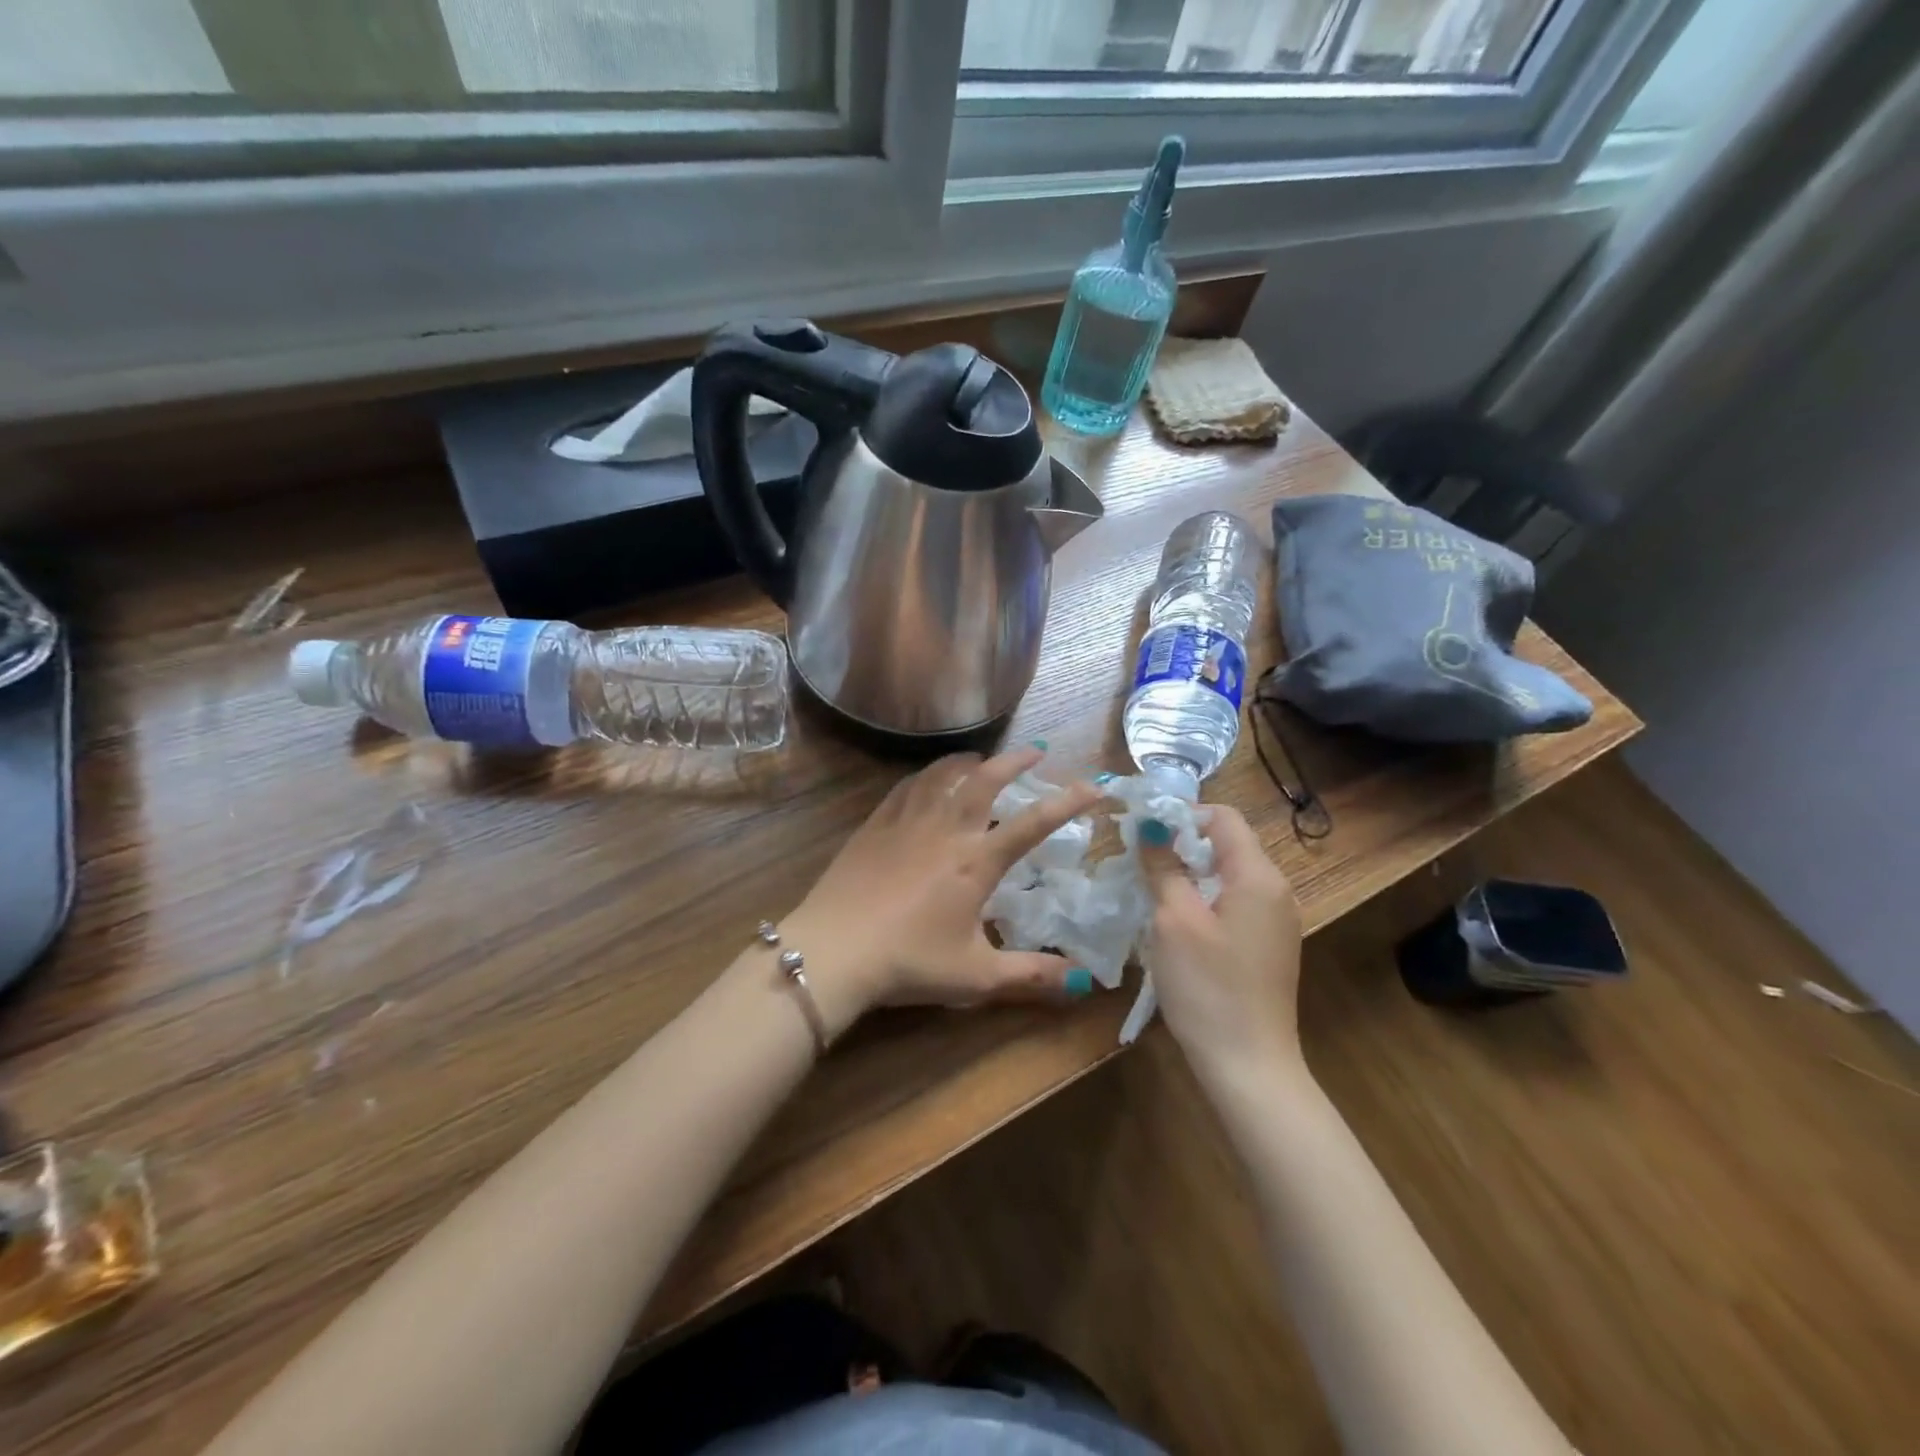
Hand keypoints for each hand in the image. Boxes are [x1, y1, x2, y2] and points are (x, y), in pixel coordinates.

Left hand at [783, 746, 1106, 1035]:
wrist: (833, 950)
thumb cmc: (909, 963)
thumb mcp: (976, 977)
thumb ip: (1031, 975)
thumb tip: (1082, 981)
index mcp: (976, 861)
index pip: (1034, 823)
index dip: (1069, 802)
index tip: (1095, 786)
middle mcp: (946, 830)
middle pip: (986, 779)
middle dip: (1016, 761)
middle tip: (1036, 751)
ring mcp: (907, 822)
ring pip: (943, 774)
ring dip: (969, 761)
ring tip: (982, 758)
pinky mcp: (875, 825)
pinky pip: (907, 787)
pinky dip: (927, 776)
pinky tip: (928, 780)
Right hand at [1138, 805, 1304, 1081]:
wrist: (1249, 1064)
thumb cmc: (1207, 986)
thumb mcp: (1174, 920)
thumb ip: (1163, 866)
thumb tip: (1151, 826)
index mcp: (1258, 876)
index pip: (1224, 818)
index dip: (1182, 815)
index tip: (1143, 832)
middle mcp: (1277, 891)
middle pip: (1228, 845)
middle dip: (1183, 845)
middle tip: (1142, 864)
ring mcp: (1278, 921)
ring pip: (1230, 875)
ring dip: (1192, 874)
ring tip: (1154, 893)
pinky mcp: (1270, 946)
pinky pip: (1237, 903)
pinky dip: (1207, 900)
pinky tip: (1179, 926)